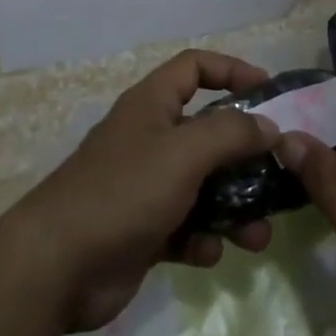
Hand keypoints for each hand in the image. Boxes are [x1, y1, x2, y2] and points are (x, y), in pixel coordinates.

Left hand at [13, 49, 281, 332]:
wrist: (57, 267)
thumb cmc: (124, 191)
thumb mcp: (184, 152)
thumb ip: (231, 133)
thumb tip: (268, 126)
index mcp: (152, 105)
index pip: (194, 68)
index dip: (232, 69)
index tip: (269, 91)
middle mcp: (149, 139)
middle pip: (207, 132)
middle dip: (244, 155)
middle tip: (278, 174)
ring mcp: (145, 187)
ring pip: (203, 186)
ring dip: (234, 207)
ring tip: (260, 236)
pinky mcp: (142, 231)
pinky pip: (185, 227)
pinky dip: (202, 238)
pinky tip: (211, 253)